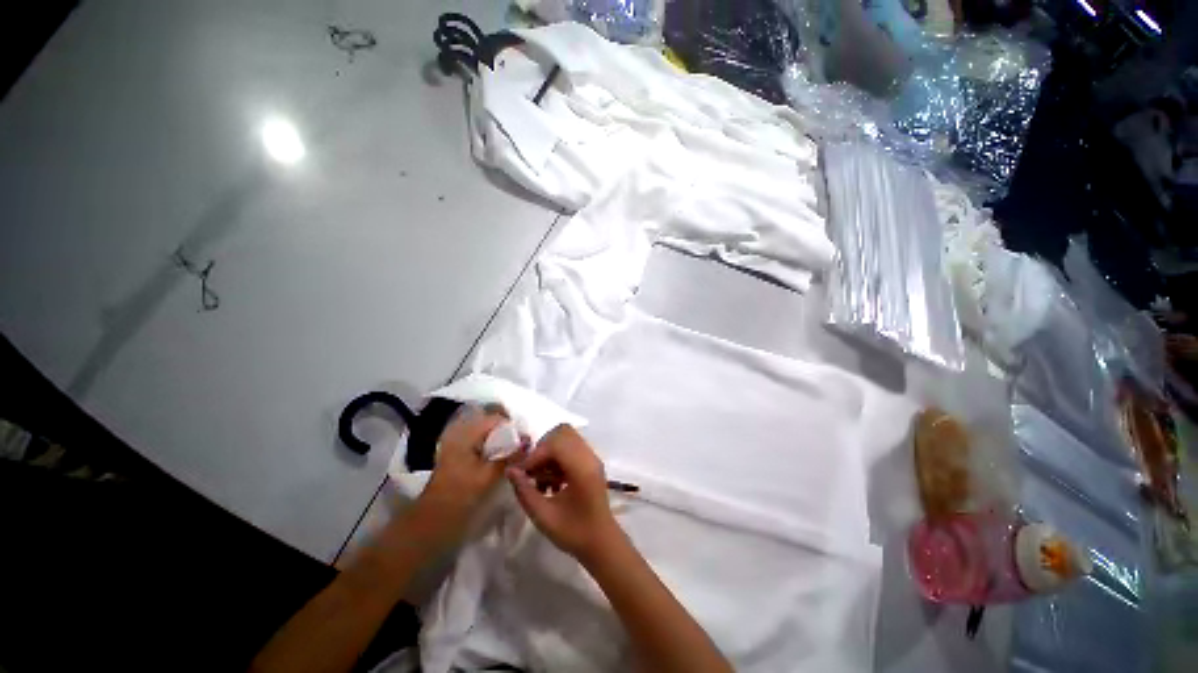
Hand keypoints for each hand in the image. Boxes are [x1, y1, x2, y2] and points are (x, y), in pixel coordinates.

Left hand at [419, 405, 523, 526]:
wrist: (433, 519)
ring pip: (486, 434)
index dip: (512, 427)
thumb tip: (527, 440)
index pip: (496, 418)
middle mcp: (460, 432)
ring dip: (500, 441)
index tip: (524, 442)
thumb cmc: (461, 494)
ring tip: (512, 455)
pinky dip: (491, 448)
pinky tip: (499, 461)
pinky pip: (479, 442)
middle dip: (507, 433)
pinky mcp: (457, 453)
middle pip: (491, 424)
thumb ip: (510, 455)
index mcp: (465, 433)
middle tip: (520, 448)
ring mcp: (456, 442)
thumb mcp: (489, 475)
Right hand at [507, 424, 620, 562]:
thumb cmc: (574, 532)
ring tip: (540, 478)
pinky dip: (558, 458)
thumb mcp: (544, 516)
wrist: (601, 543)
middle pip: (563, 433)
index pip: (556, 444)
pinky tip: (551, 481)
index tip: (522, 473)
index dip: (535, 455)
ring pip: (567, 438)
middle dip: (542, 449)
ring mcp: (592, 458)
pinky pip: (572, 447)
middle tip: (532, 470)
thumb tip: (510, 470)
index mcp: (582, 468)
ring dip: (549, 453)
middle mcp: (590, 456)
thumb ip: (525, 492)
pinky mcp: (591, 462)